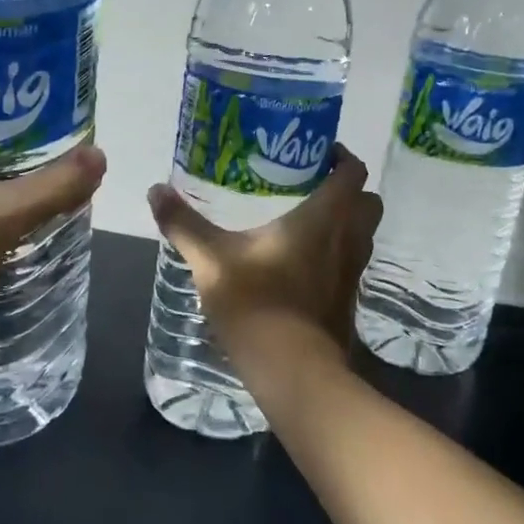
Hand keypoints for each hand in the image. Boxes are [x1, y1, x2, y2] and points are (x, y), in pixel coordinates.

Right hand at [146, 145, 382, 367]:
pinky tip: (302, 261)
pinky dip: (337, 253)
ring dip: (345, 221)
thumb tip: (154, 189)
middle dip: (347, 189)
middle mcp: (348, 239)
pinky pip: (351, 262)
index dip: (340, 155)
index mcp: (324, 217)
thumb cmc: (256, 303)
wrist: (292, 370)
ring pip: (363, 233)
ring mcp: (353, 272)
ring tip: (306, 220)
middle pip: (368, 200)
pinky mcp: (348, 299)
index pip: (352, 171)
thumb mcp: (211, 261)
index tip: (315, 152)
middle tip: (311, 185)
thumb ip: (184, 224)